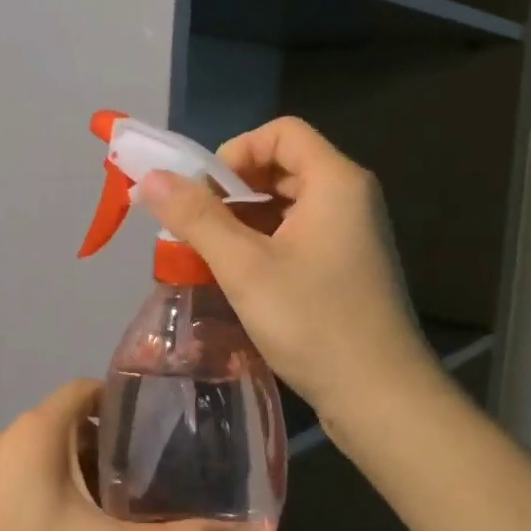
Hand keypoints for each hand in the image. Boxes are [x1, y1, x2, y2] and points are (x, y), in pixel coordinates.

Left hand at [0, 380, 256, 530]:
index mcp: (39, 430)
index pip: (92, 389)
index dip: (133, 405)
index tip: (172, 432)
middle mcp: (11, 439)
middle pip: (78, 424)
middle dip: (122, 447)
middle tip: (167, 477)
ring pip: (56, 456)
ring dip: (94, 475)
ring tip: (137, 508)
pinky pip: (34, 480)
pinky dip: (66, 492)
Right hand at [139, 116, 441, 428]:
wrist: (380, 398)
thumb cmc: (313, 322)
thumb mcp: (244, 266)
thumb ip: (196, 217)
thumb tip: (151, 177)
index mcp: (335, 182)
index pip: (281, 132)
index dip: (236, 151)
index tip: (204, 193)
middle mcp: (349, 198)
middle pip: (282, 166)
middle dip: (232, 189)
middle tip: (196, 225)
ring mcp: (350, 234)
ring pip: (286, 204)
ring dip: (241, 219)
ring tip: (207, 253)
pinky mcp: (345, 267)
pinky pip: (296, 234)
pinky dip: (261, 243)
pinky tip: (236, 276)